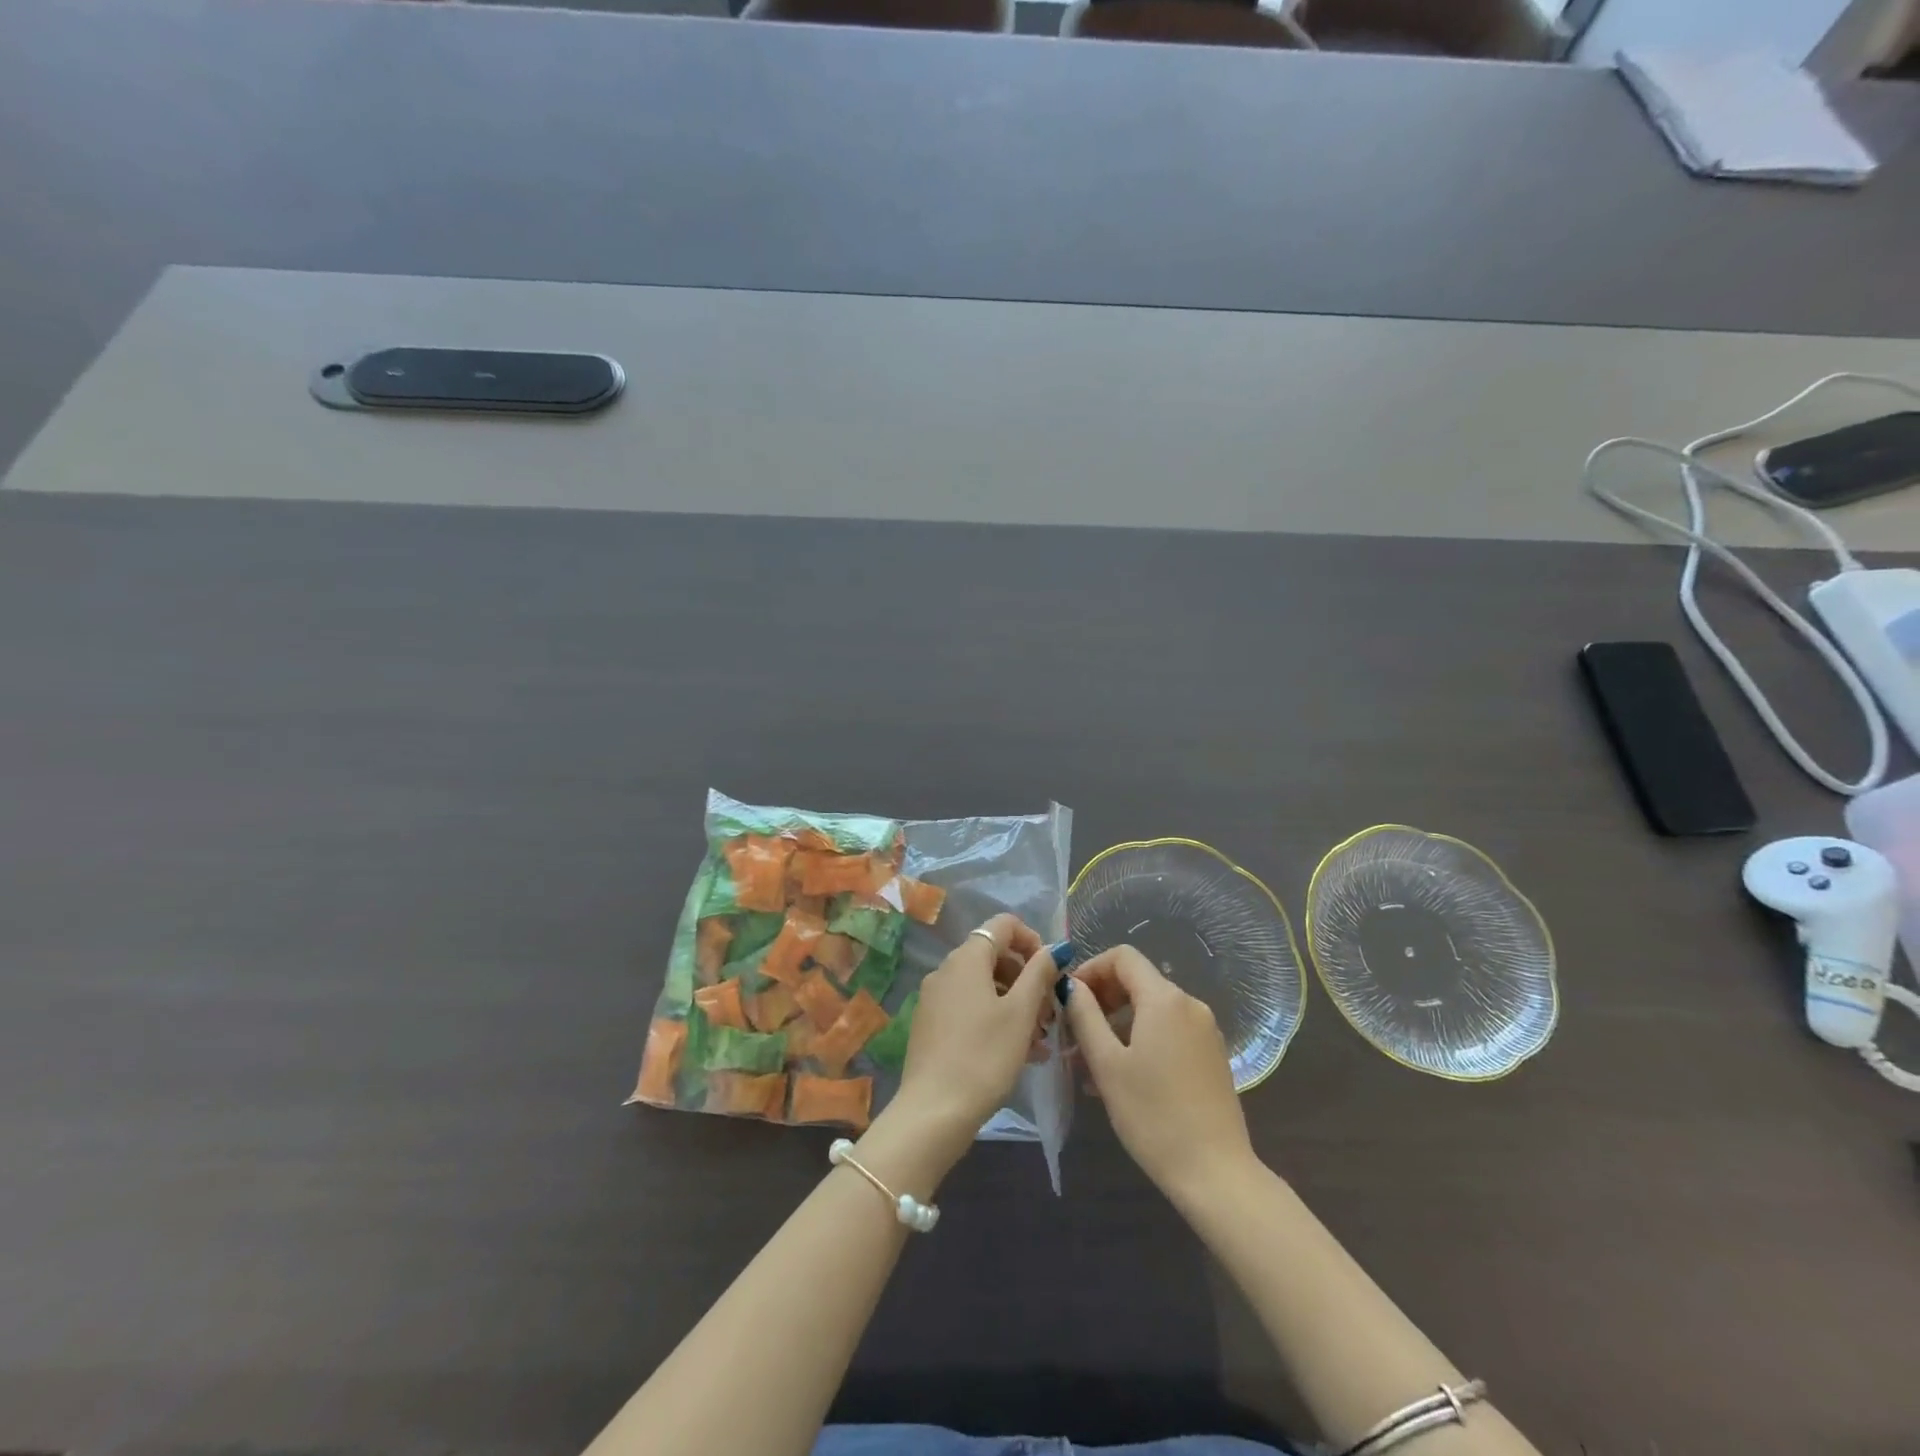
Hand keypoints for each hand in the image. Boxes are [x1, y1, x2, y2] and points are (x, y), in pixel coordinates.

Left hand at [891, 913, 1056, 1152]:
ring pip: (984, 986)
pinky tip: (1018, 1053)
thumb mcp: (1021, 1013)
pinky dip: (996, 1019)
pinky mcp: (931, 1024)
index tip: (1052, 972)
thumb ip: (1039, 973)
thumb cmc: (984, 1056)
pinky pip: (970, 1007)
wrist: (933, 1111)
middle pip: (994, 956)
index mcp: (967, 958)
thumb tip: (1054, 948)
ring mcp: (935, 997)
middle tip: (1050, 1014)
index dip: (1033, 940)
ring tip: (1039, 1040)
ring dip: (1016, 1004)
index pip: (1004, 925)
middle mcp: (946, 969)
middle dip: (1027, 979)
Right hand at [1065, 946, 1254, 1202]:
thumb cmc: (1153, 1115)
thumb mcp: (1107, 1064)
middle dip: (1102, 998)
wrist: (1216, 1173)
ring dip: (1118, 1024)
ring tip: (1091, 1062)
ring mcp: (1205, 1030)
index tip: (1069, 999)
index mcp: (1164, 999)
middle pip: (1138, 981)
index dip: (1091, 969)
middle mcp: (1189, 1005)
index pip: (1122, 957)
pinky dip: (1141, 1039)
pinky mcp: (1212, 1055)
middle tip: (1074, 1032)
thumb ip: (1085, 1016)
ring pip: (1152, 1010)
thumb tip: (1071, 986)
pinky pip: (1169, 1031)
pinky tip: (1122, 1077)